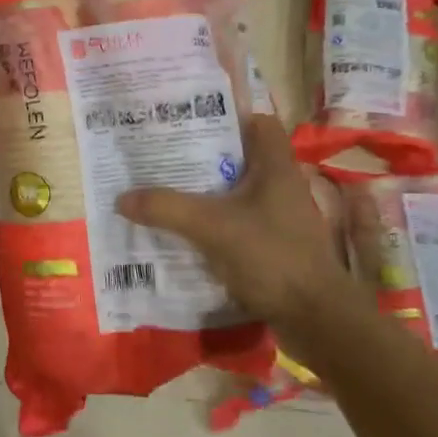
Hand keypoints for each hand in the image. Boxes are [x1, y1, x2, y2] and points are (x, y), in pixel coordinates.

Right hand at [115, 112, 352, 336]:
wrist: (315, 319)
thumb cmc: (271, 256)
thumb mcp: (210, 227)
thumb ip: (165, 208)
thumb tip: (122, 198)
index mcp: (276, 168)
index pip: (260, 124)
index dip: (229, 118)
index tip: (191, 123)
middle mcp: (282, 187)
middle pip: (241, 159)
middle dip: (204, 158)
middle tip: (164, 156)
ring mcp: (280, 219)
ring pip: (238, 194)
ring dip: (206, 193)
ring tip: (167, 191)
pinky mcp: (275, 247)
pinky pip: (239, 224)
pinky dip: (214, 224)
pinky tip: (186, 232)